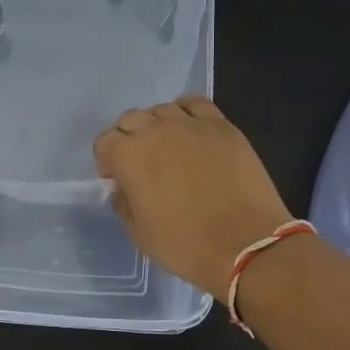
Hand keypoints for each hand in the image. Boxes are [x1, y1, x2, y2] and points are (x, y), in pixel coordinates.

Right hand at [92, 95, 292, 298]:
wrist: (245, 245)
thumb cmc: (185, 245)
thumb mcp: (139, 233)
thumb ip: (124, 203)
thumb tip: (123, 187)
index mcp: (128, 156)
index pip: (105, 142)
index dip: (108, 161)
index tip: (118, 179)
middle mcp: (155, 131)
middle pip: (131, 120)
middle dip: (130, 139)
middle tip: (143, 164)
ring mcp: (190, 125)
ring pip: (162, 110)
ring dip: (158, 125)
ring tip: (170, 148)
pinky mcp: (221, 126)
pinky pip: (196, 104)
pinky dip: (187, 112)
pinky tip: (192, 130)